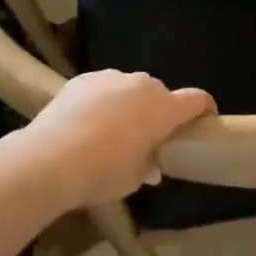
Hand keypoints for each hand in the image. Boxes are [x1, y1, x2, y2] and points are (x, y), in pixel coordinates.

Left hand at [24, 70, 216, 206]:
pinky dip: (102, 102)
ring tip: (112, 131)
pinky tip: (86, 124)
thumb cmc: (103, 172)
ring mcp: (110, 77)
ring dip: (129, 105)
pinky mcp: (83, 79)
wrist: (50, 158)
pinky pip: (102, 89)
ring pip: (129, 89)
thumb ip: (150, 164)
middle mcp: (142, 84)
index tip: (203, 122)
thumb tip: (152, 162)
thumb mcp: (136, 177)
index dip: (204, 109)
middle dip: (158, 112)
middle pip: (160, 94)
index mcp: (163, 107)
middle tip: (148, 137)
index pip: (197, 99)